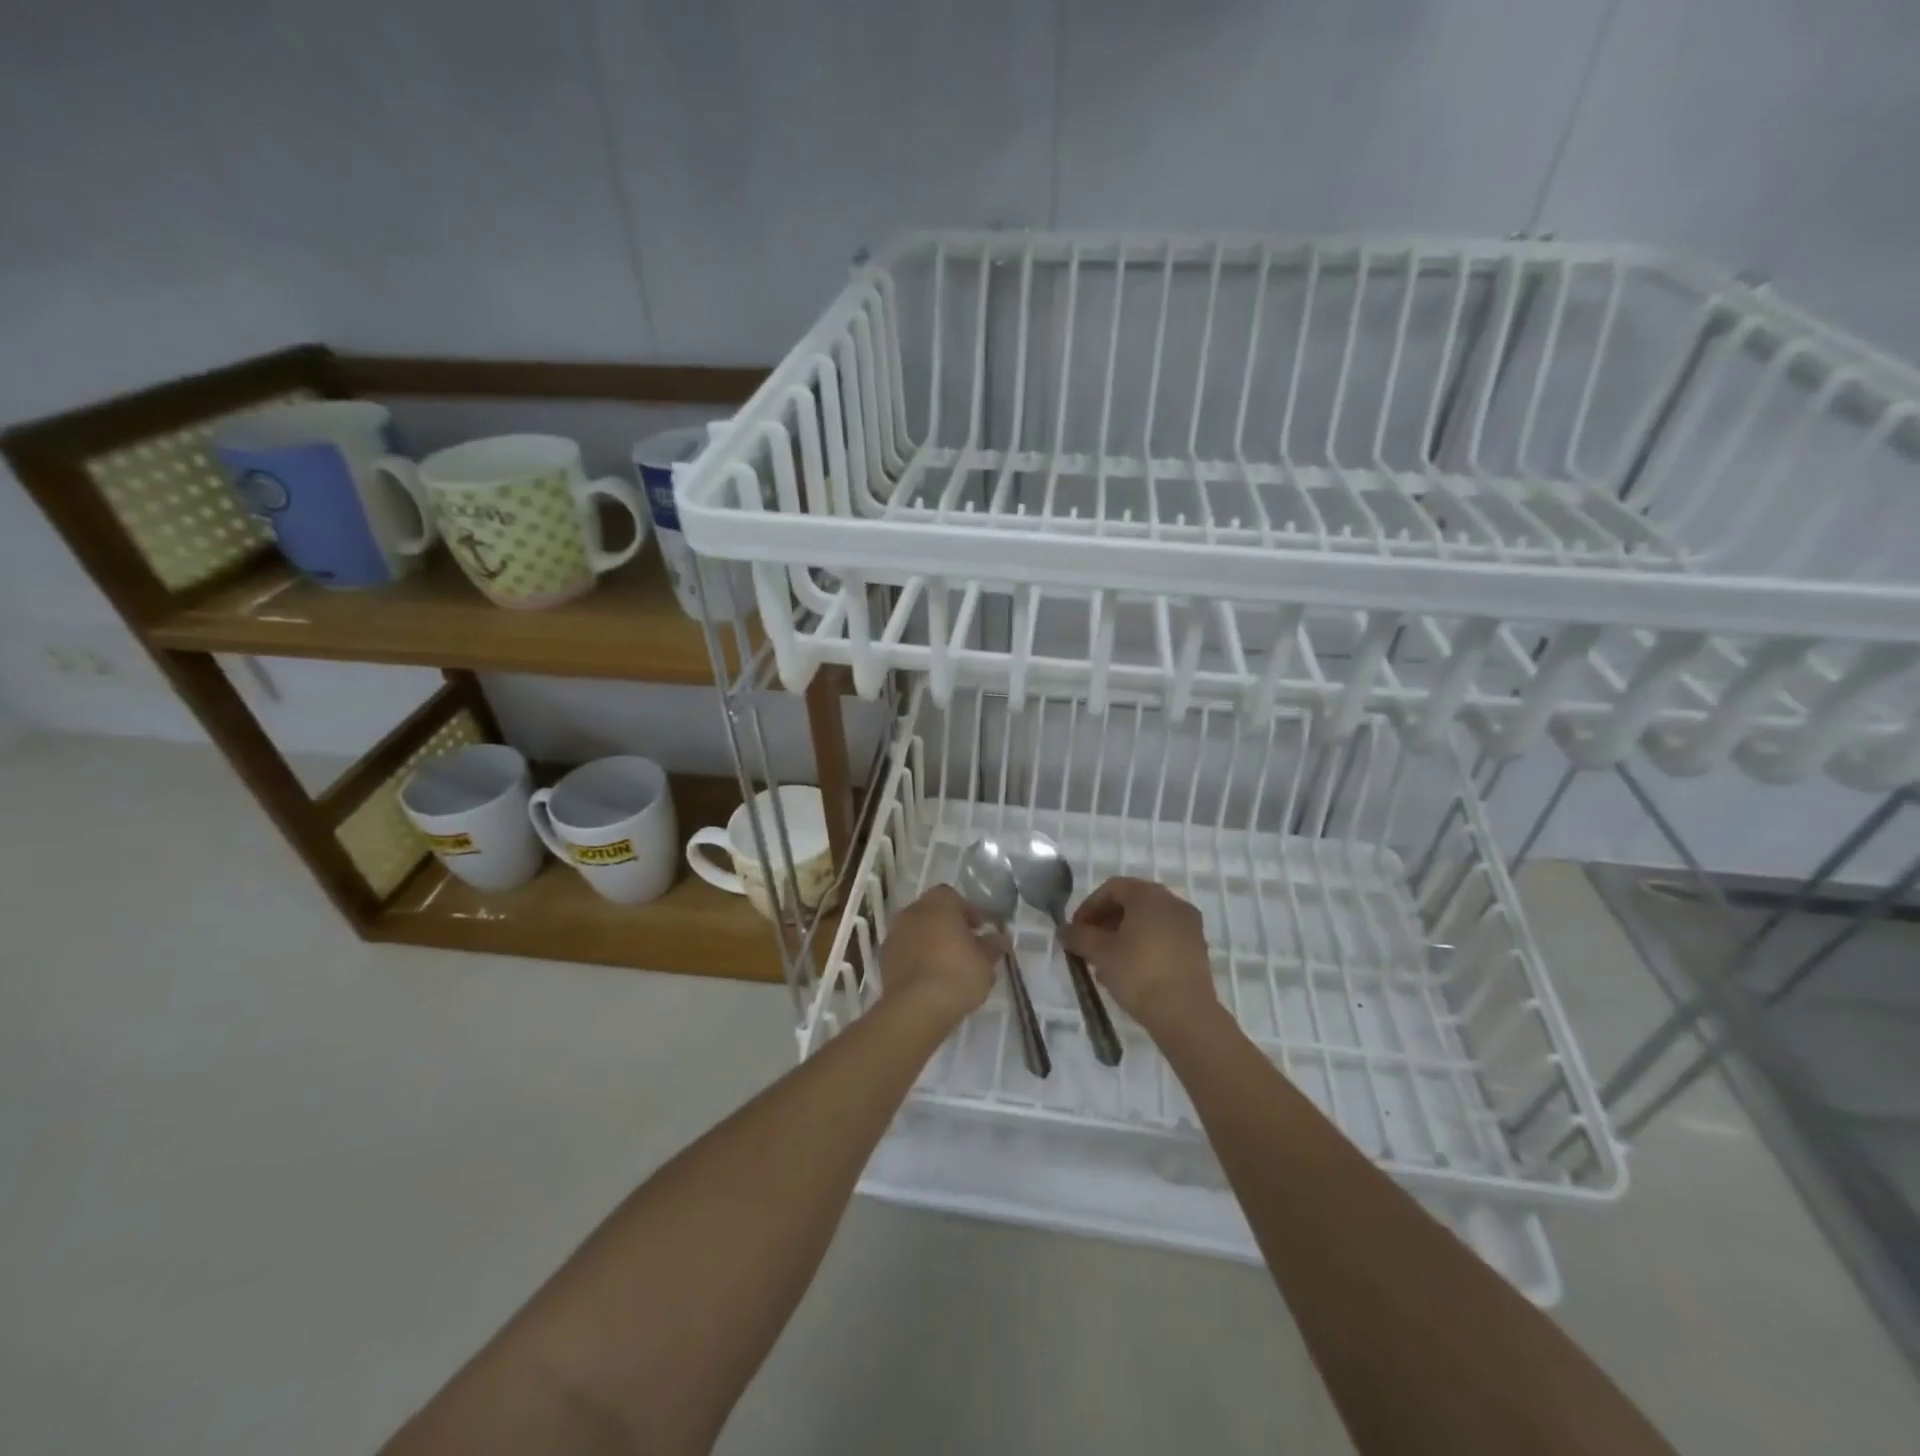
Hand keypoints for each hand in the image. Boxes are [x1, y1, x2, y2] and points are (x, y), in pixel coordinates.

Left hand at [879, 884, 1001, 1025]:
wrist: (916, 1008)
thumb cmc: (957, 975)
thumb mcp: (986, 961)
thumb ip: (993, 945)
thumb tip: (1000, 938)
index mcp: (938, 904)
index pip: (952, 896)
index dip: (967, 911)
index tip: (979, 930)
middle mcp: (912, 912)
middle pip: (932, 911)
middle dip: (948, 924)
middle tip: (965, 945)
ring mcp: (895, 934)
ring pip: (917, 930)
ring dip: (930, 940)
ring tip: (948, 964)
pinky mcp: (885, 958)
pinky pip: (906, 949)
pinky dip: (917, 956)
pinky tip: (930, 977)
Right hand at [1058, 877, 1215, 1030]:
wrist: (1186, 1013)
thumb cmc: (1138, 973)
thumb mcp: (1100, 953)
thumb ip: (1078, 936)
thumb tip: (1064, 930)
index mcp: (1148, 894)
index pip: (1111, 888)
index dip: (1089, 907)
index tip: (1076, 931)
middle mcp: (1172, 901)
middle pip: (1131, 902)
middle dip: (1106, 921)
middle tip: (1089, 944)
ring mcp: (1189, 925)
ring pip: (1148, 920)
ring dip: (1124, 934)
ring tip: (1107, 961)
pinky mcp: (1198, 948)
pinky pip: (1164, 936)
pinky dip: (1144, 944)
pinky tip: (1131, 970)